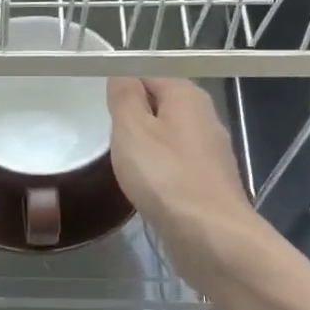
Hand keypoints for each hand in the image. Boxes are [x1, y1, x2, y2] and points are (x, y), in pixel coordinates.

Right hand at [107, 77, 265, 280]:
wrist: (209, 236)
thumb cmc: (165, 177)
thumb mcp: (132, 129)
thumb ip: (124, 97)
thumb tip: (121, 73)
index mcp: (188, 96)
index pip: (149, 74)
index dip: (122, 87)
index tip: (99, 107)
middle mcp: (204, 117)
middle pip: (160, 106)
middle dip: (133, 118)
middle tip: (105, 136)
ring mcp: (209, 153)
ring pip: (167, 138)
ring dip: (144, 148)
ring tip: (120, 162)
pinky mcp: (207, 183)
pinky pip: (174, 166)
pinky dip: (157, 172)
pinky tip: (143, 187)